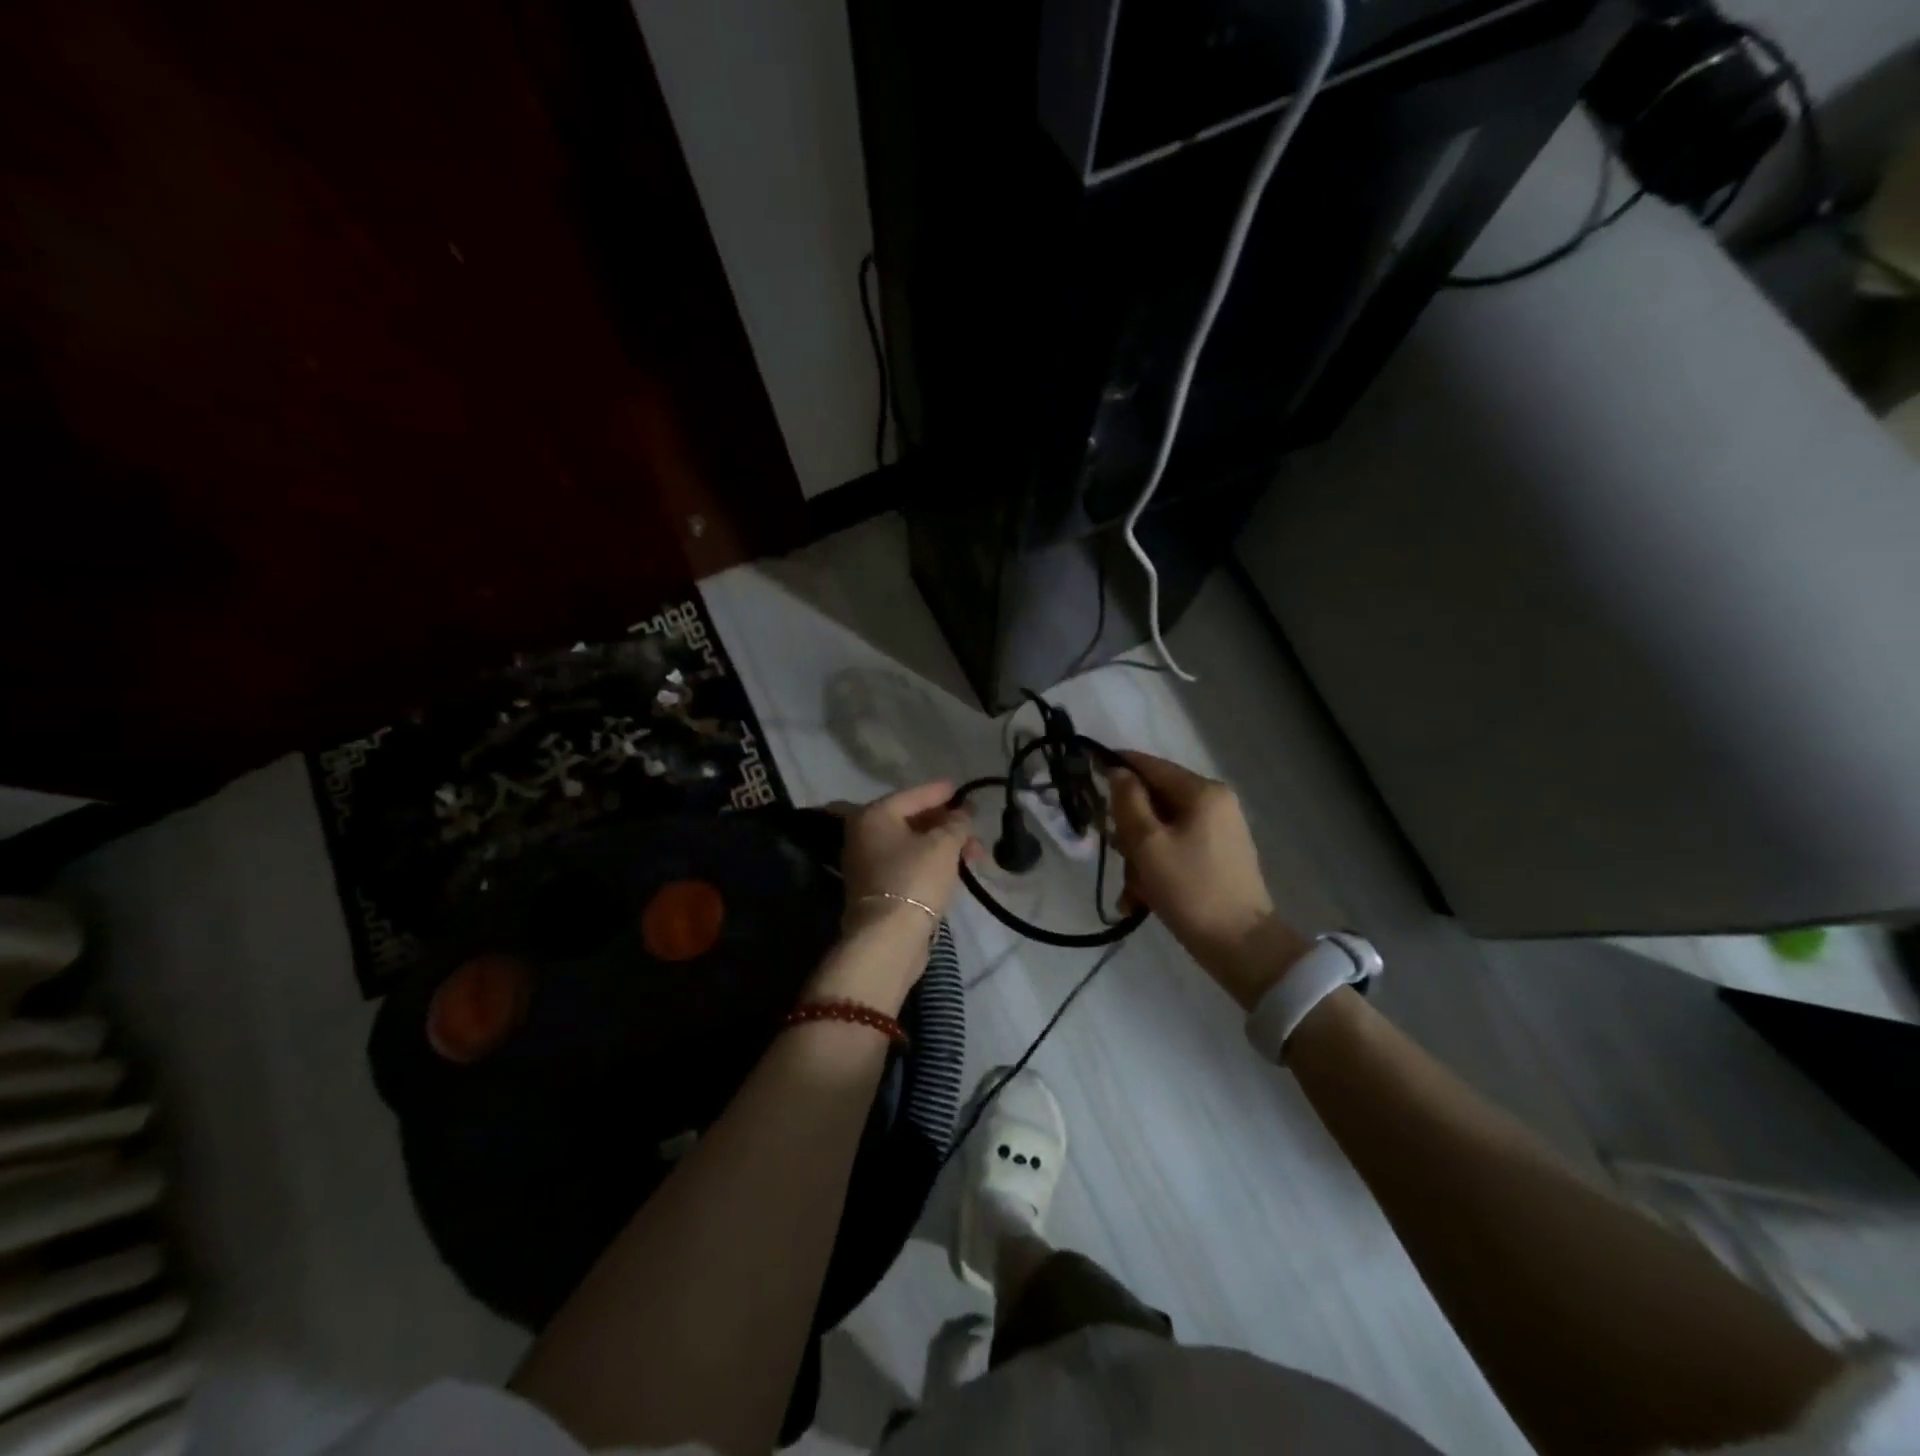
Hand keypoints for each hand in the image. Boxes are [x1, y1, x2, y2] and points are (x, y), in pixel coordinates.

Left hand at [839, 781, 980, 928]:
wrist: (889, 938)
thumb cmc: (915, 879)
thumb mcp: (944, 844)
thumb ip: (957, 823)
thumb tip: (962, 814)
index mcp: (874, 815)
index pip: (913, 795)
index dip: (940, 792)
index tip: (960, 788)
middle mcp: (864, 835)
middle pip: (912, 820)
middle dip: (948, 824)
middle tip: (975, 828)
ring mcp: (868, 864)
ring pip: (913, 845)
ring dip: (944, 846)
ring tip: (975, 854)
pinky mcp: (878, 889)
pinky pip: (909, 865)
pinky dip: (932, 862)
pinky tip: (955, 868)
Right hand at [1107, 752, 1309, 1008]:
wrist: (1242, 946)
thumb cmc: (1190, 889)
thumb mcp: (1147, 843)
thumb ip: (1128, 801)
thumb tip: (1117, 771)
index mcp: (1202, 791)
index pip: (1149, 764)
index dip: (1115, 766)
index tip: (1086, 773)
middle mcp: (1215, 803)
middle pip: (1153, 800)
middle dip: (1129, 829)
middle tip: (1117, 857)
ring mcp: (1219, 830)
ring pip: (1161, 829)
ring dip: (1139, 857)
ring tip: (1133, 891)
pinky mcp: (1218, 856)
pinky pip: (1176, 849)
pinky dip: (1157, 868)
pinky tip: (1144, 898)